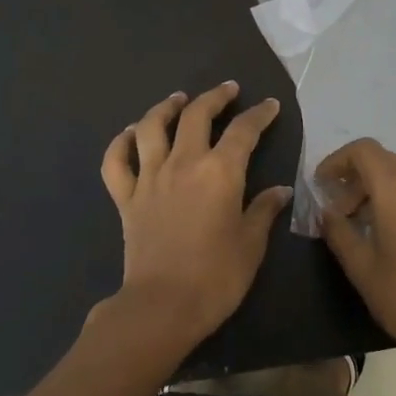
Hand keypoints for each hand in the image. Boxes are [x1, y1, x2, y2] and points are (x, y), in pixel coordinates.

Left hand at [99, 83, 292, 358]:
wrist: (163, 305)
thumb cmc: (217, 277)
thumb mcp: (251, 244)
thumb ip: (264, 211)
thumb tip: (280, 191)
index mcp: (220, 172)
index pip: (243, 131)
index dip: (258, 115)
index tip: (269, 106)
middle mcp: (183, 164)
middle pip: (196, 116)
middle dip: (214, 98)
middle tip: (227, 90)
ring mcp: (149, 178)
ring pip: (151, 127)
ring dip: (165, 108)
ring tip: (178, 99)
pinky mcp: (126, 198)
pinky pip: (116, 162)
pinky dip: (120, 143)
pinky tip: (130, 134)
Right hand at [315, 139, 395, 373]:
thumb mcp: (360, 267)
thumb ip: (338, 231)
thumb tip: (327, 212)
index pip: (362, 150)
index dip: (337, 160)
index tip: (322, 184)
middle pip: (385, 159)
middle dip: (358, 177)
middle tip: (342, 210)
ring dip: (384, 185)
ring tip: (370, 219)